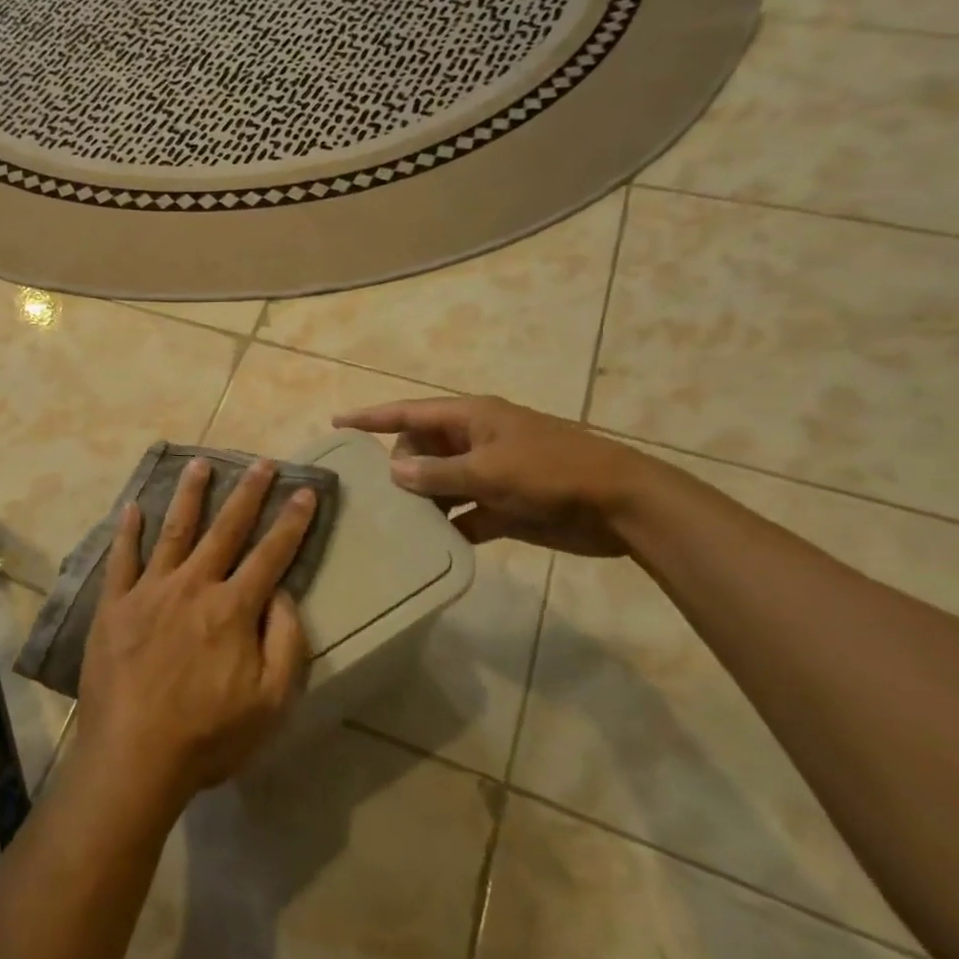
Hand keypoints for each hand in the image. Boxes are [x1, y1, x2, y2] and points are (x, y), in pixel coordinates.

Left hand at [75, 458, 314, 807]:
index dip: (292, 522)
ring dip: (190, 495)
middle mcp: (193, 586)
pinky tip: (132, 508)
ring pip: (174, 531)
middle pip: (225, 530)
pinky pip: (122, 559)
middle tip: (262, 463)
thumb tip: (280, 592)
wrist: (133, 757)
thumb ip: (285, 641)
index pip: (271, 554)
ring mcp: (149, 591)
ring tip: (200, 463)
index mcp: (233, 608)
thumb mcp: (272, 702)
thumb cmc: (209, 736)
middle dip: (248, 494)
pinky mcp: (114, 605)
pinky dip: (127, 532)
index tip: (305, 491)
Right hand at [333, 396, 646, 557]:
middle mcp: (475, 441)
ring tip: (394, 523)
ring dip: (423, 502)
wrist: (621, 505)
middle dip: (400, 468)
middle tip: (382, 496)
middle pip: (422, 449)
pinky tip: (430, 545)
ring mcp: (490, 474)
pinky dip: (449, 527)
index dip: (372, 417)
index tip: (337, 422)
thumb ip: (439, 473)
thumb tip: (394, 472)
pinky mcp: (504, 506)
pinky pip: (464, 514)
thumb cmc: (552, 473)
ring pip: (440, 484)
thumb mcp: (490, 470)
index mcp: (471, 418)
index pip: (410, 412)